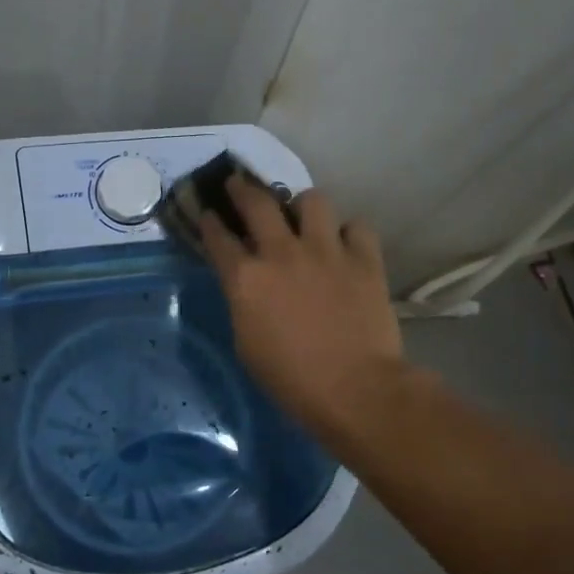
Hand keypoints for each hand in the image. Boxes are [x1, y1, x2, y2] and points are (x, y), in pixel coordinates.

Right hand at [200, 178, 407, 443]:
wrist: (355, 389)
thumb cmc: (291, 379)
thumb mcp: (246, 344)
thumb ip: (243, 303)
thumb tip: (248, 286)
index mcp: (246, 278)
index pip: (218, 237)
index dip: (210, 222)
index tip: (208, 212)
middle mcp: (282, 253)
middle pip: (257, 203)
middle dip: (242, 189)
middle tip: (239, 184)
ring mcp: (326, 251)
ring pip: (312, 200)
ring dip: (303, 206)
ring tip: (304, 217)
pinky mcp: (364, 259)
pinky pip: (357, 227)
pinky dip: (350, 234)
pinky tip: (346, 246)